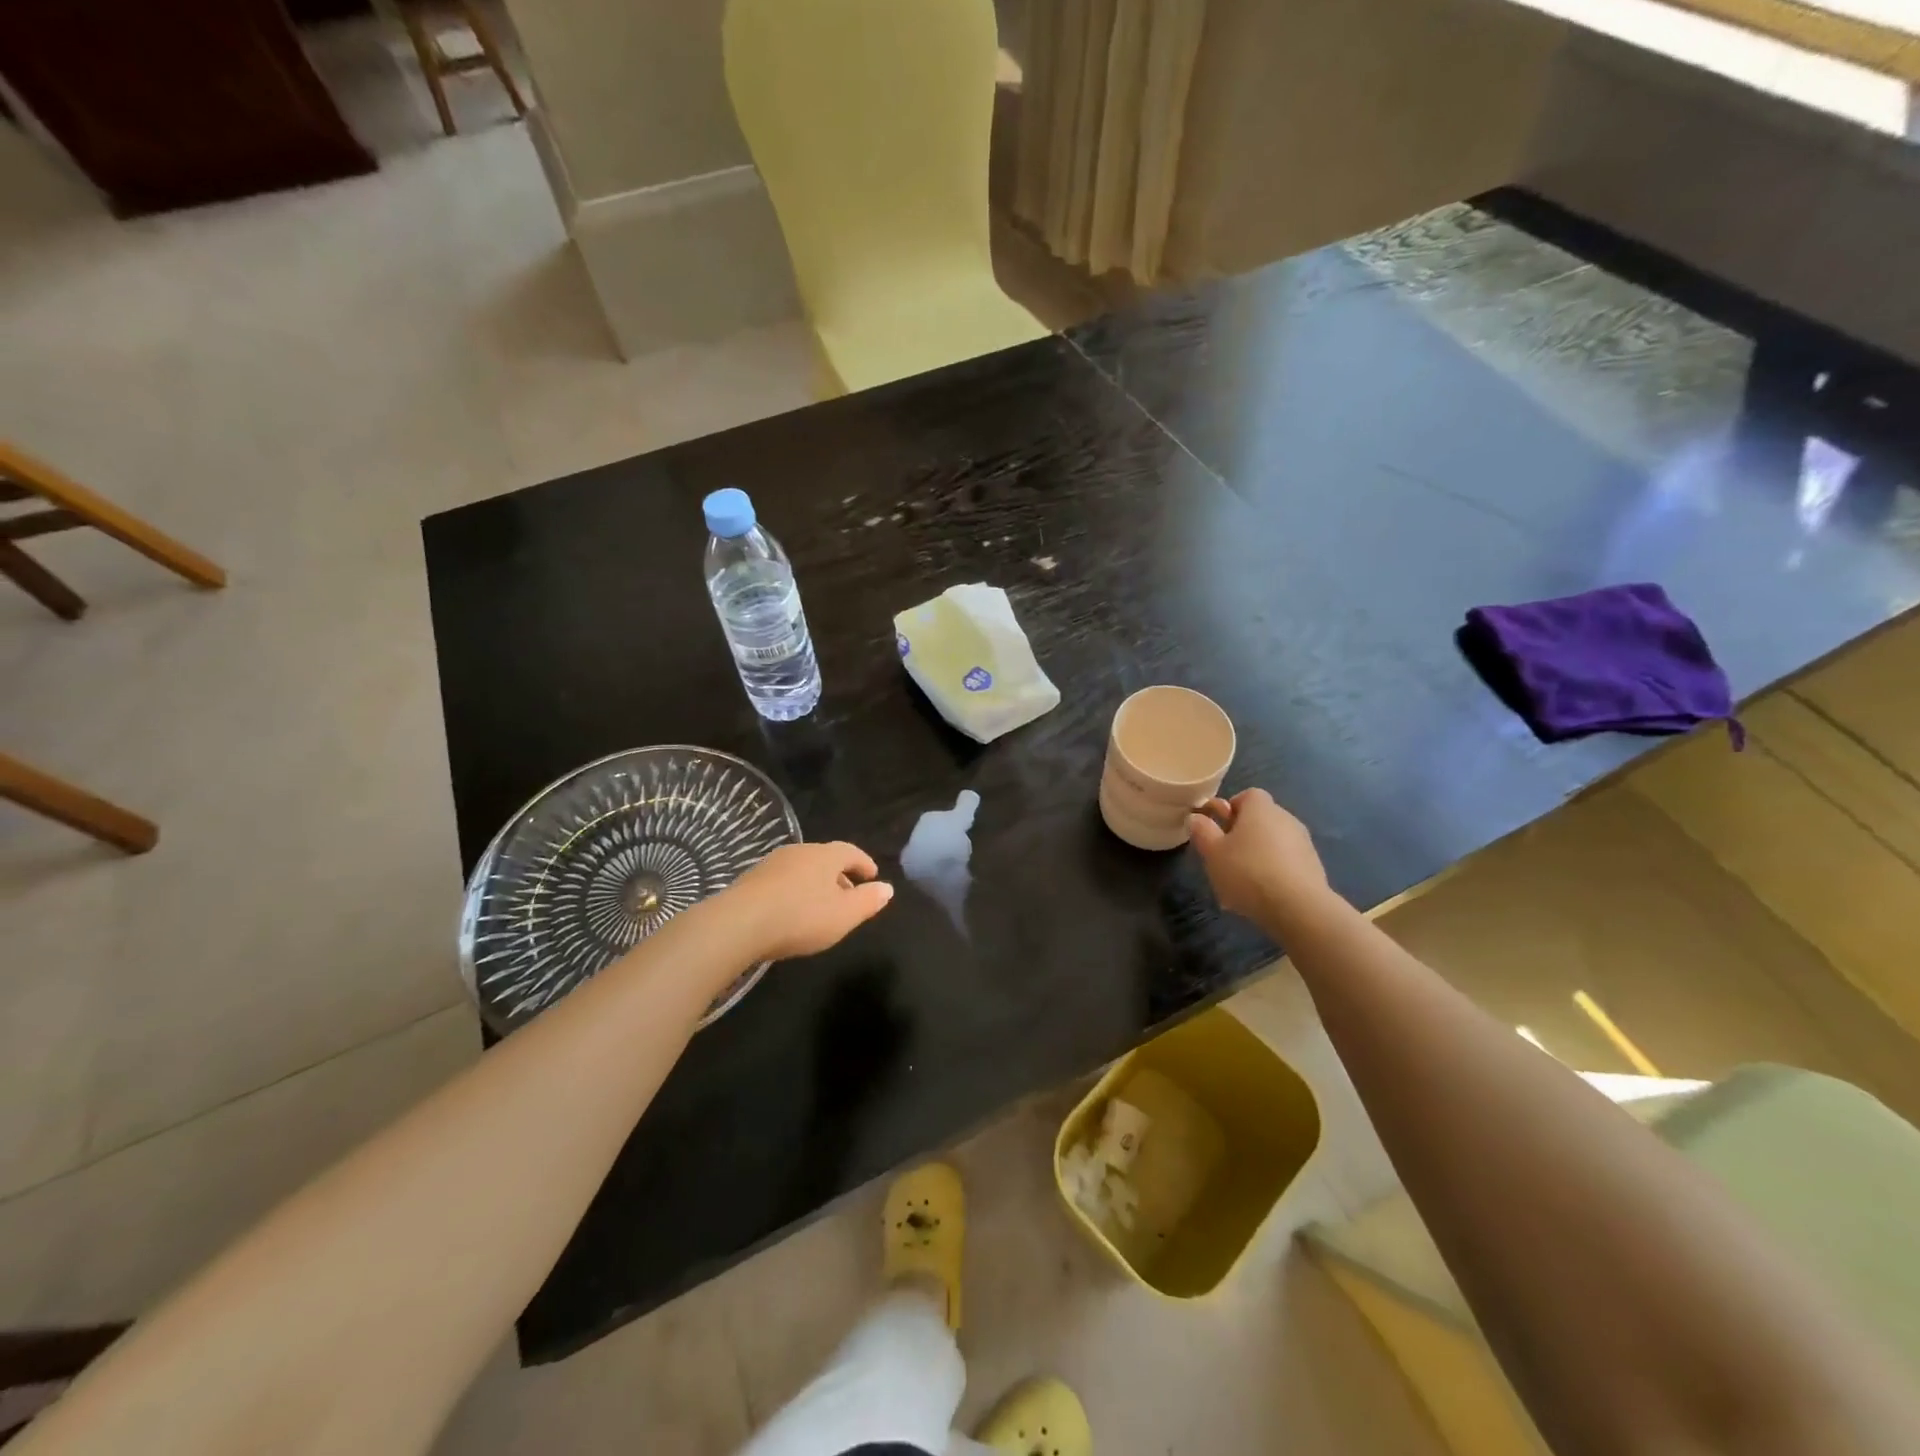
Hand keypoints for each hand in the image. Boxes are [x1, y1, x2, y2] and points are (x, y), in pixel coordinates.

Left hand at [726, 842, 894, 960]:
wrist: (739, 923)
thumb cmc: (801, 916)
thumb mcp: (844, 915)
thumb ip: (868, 901)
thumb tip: (887, 888)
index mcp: (825, 855)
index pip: (851, 852)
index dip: (864, 863)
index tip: (873, 876)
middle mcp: (799, 851)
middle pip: (826, 859)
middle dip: (840, 875)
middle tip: (850, 894)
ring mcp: (772, 864)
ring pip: (803, 869)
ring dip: (816, 884)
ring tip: (822, 905)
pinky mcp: (751, 880)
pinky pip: (783, 881)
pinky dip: (795, 891)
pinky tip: (792, 911)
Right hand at [1189, 789, 1340, 935]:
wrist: (1298, 908)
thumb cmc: (1248, 872)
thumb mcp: (1213, 852)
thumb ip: (1202, 831)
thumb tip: (1196, 817)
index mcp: (1261, 808)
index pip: (1246, 795)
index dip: (1230, 809)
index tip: (1218, 828)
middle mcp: (1286, 818)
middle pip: (1260, 820)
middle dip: (1242, 835)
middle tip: (1224, 857)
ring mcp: (1303, 843)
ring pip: (1272, 844)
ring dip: (1257, 856)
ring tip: (1240, 884)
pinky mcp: (1314, 868)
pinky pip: (1286, 863)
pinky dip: (1273, 873)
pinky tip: (1261, 896)